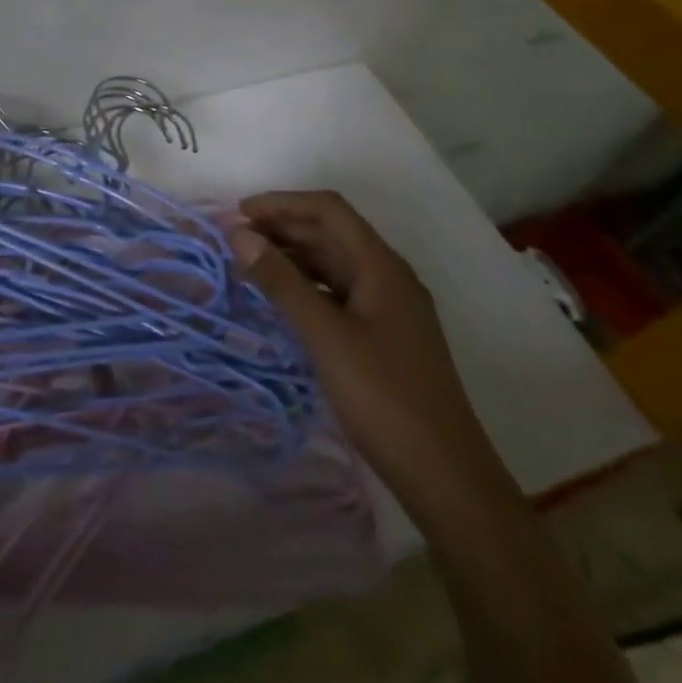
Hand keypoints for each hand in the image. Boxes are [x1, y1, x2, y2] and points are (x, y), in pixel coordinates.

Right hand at [230, 191, 518, 525]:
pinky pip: (339, 292)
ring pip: (334, 263)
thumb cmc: (384, 398)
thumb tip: (238, 233)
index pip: (329, 210)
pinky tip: (281, 301)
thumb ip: (280, 281)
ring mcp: (389, 308)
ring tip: (250, 266)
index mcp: (381, 266)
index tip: (239, 213)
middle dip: (283, 228)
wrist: (446, 479)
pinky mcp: (385, 335)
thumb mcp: (324, 335)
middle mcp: (389, 277)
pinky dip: (307, 286)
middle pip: (331, 233)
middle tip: (235, 239)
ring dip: (293, 256)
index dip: (282, 203)